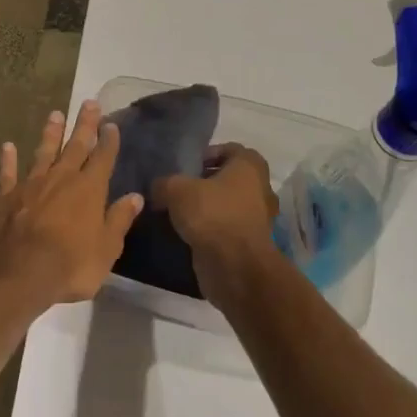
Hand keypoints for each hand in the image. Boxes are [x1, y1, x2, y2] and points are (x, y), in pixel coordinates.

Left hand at [0, 101, 142, 303]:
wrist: (20, 272)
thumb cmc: (71, 265)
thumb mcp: (107, 248)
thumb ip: (119, 220)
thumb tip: (134, 197)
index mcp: (89, 189)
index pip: (103, 158)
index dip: (108, 141)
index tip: (111, 124)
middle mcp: (61, 178)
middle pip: (75, 146)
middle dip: (84, 125)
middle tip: (89, 102)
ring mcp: (31, 184)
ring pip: (43, 152)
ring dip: (50, 134)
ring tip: (55, 114)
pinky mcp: (6, 196)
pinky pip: (7, 173)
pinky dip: (8, 160)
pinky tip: (7, 147)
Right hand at [151, 143, 280, 297]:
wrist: (235, 267)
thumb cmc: (212, 215)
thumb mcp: (176, 190)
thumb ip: (164, 183)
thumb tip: (157, 188)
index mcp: (249, 165)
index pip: (227, 149)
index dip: (204, 155)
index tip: (183, 167)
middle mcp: (259, 188)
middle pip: (227, 178)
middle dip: (203, 183)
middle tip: (178, 189)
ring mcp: (257, 218)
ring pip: (227, 204)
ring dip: (207, 208)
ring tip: (179, 213)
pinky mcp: (250, 243)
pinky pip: (226, 228)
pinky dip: (211, 230)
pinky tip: (188, 234)